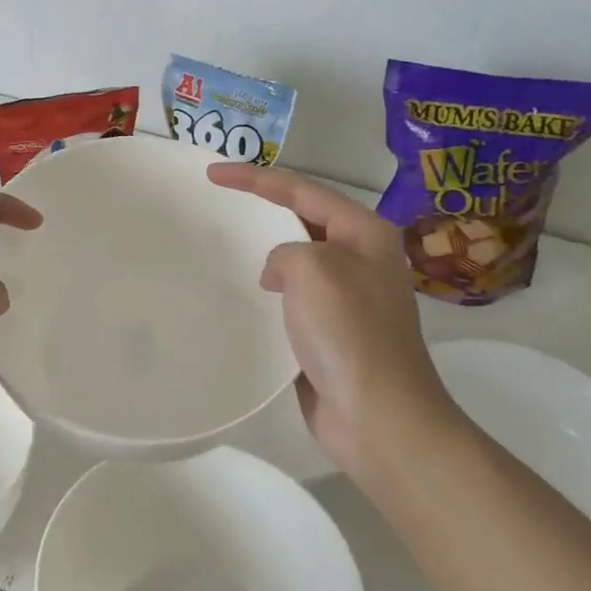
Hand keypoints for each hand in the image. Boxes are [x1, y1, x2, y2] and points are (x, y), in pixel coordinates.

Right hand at [207, 162, 459, 480]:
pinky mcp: (333, 330)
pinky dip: (270, 289)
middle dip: (263, 207)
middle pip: (303, 217)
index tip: (212, 174)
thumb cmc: (349, 331)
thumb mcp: (312, 268)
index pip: (302, 189)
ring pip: (297, 258)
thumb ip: (285, 253)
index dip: (254, 178)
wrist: (378, 416)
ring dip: (265, 250)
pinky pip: (294, 295)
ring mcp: (349, 297)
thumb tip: (279, 276)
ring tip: (226, 245)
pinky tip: (246, 295)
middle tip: (219, 200)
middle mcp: (360, 258)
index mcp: (365, 232)